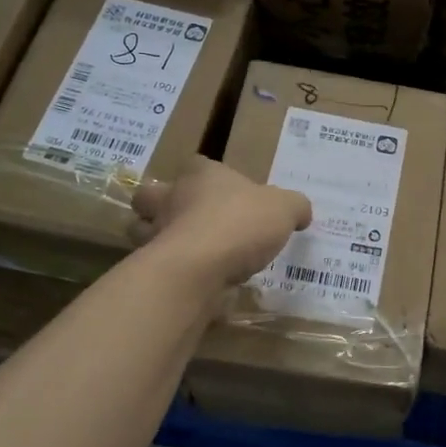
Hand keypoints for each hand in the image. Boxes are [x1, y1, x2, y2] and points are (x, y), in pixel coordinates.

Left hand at [132, 158, 311, 287]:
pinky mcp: (152, 268)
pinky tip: (194, 282)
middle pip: (154, 195)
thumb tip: (301, 212)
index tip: (224, 193)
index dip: (207, 176)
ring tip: (190, 255)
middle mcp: (170, 198)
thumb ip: (294, 206)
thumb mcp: (284, 209)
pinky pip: (158, 267)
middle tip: (192, 221)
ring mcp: (155, 233)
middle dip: (164, 206)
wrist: (198, 268)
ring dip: (160, 240)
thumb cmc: (239, 223)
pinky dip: (171, 272)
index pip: (197, 164)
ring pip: (145, 231)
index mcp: (200, 174)